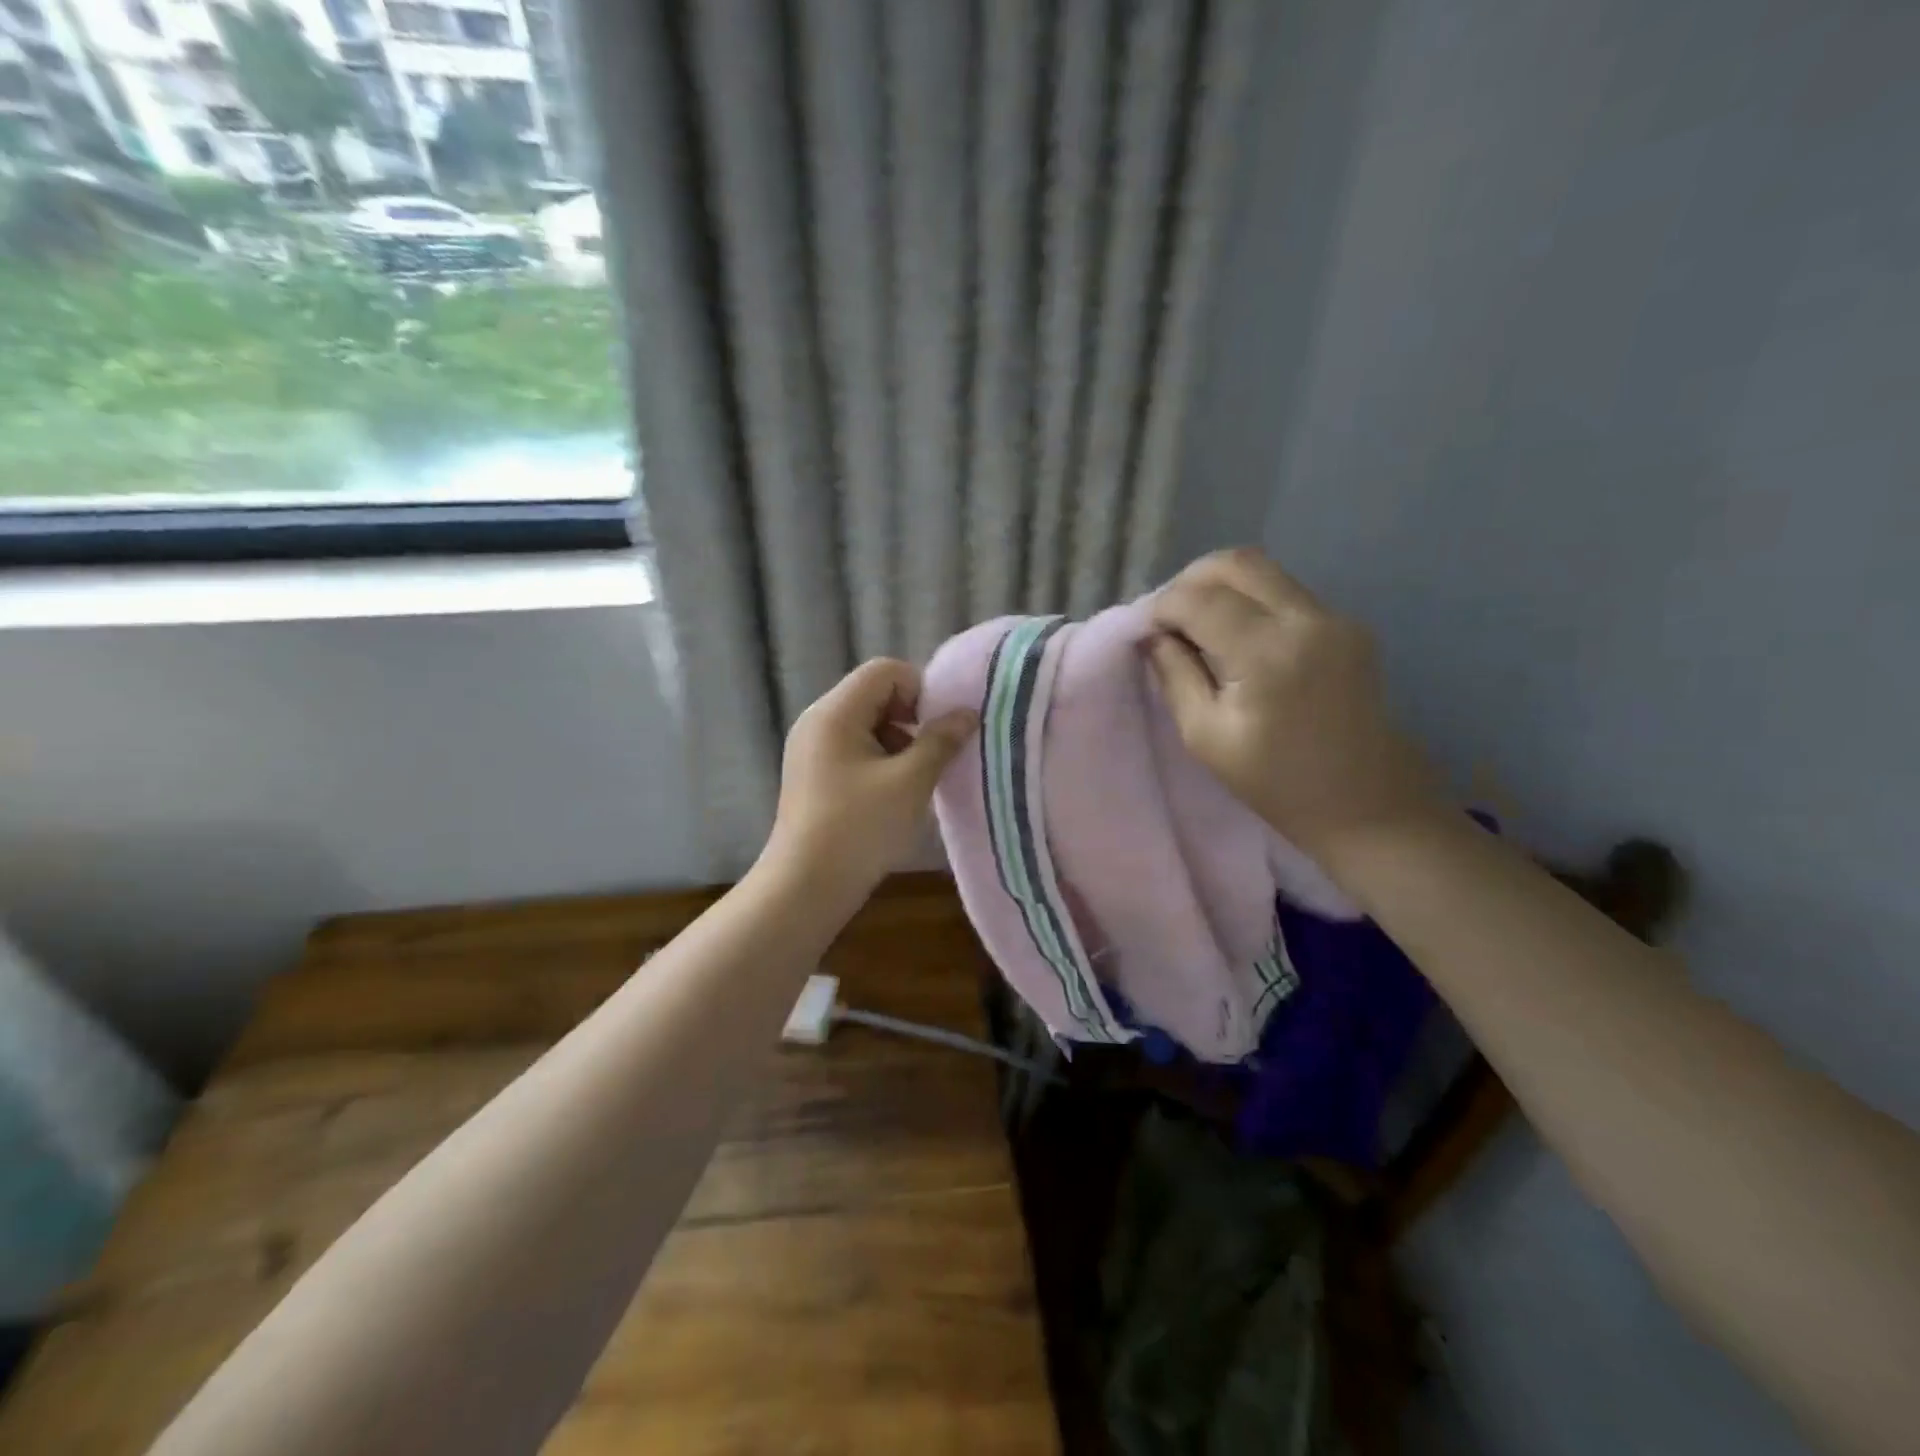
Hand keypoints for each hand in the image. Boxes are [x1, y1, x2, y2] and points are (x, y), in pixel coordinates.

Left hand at [762, 658, 978, 901]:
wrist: (805, 887)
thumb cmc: (859, 829)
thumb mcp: (910, 782)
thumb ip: (941, 741)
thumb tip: (967, 714)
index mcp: (835, 712)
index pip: (885, 671)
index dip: (920, 690)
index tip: (938, 730)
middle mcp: (817, 721)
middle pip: (874, 694)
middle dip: (910, 718)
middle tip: (930, 756)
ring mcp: (811, 749)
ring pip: (866, 723)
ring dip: (897, 742)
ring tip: (913, 780)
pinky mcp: (812, 774)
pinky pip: (852, 748)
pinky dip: (878, 760)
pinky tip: (891, 795)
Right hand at [1146, 548, 1440, 869]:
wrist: (1366, 801)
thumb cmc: (1275, 782)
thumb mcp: (1205, 736)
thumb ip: (1175, 675)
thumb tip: (1153, 636)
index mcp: (1267, 654)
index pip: (1199, 600)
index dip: (1162, 608)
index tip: (1145, 631)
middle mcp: (1306, 620)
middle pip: (1236, 563)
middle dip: (1189, 580)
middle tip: (1167, 616)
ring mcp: (1334, 617)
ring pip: (1263, 570)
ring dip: (1219, 586)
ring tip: (1196, 623)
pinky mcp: (1347, 623)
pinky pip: (1284, 591)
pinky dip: (1248, 599)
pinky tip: (1233, 634)